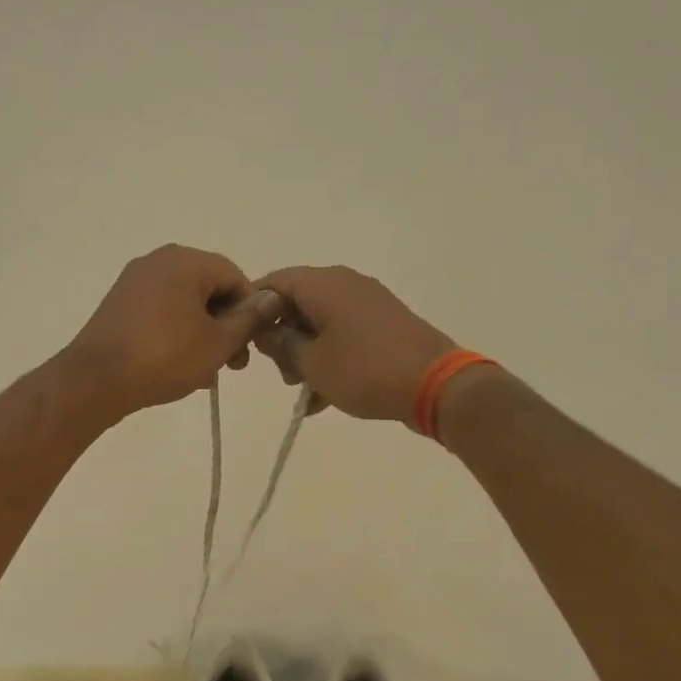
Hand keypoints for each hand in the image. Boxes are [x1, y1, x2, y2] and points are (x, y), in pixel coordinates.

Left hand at [63, 245, 285, 420]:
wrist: (96, 380)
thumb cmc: (165, 357)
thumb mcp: (218, 342)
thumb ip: (249, 319)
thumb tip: (271, 299)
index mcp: (185, 261)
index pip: (234, 276)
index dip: (250, 311)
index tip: (251, 346)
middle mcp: (158, 261)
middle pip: (208, 288)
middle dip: (226, 325)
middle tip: (233, 364)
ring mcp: (134, 282)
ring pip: (184, 304)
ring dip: (203, 334)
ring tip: (208, 373)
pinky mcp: (118, 305)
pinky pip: (161, 313)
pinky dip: (177, 334)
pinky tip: (182, 367)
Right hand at [253, 266, 457, 426]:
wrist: (436, 384)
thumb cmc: (365, 371)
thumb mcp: (311, 363)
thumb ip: (280, 344)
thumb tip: (263, 330)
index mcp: (324, 284)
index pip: (274, 282)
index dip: (253, 310)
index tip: (244, 342)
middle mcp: (345, 284)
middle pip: (297, 303)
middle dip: (282, 339)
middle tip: (282, 374)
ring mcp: (368, 303)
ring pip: (320, 323)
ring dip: (305, 354)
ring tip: (303, 392)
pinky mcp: (384, 324)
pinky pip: (343, 334)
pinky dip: (329, 358)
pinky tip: (323, 398)